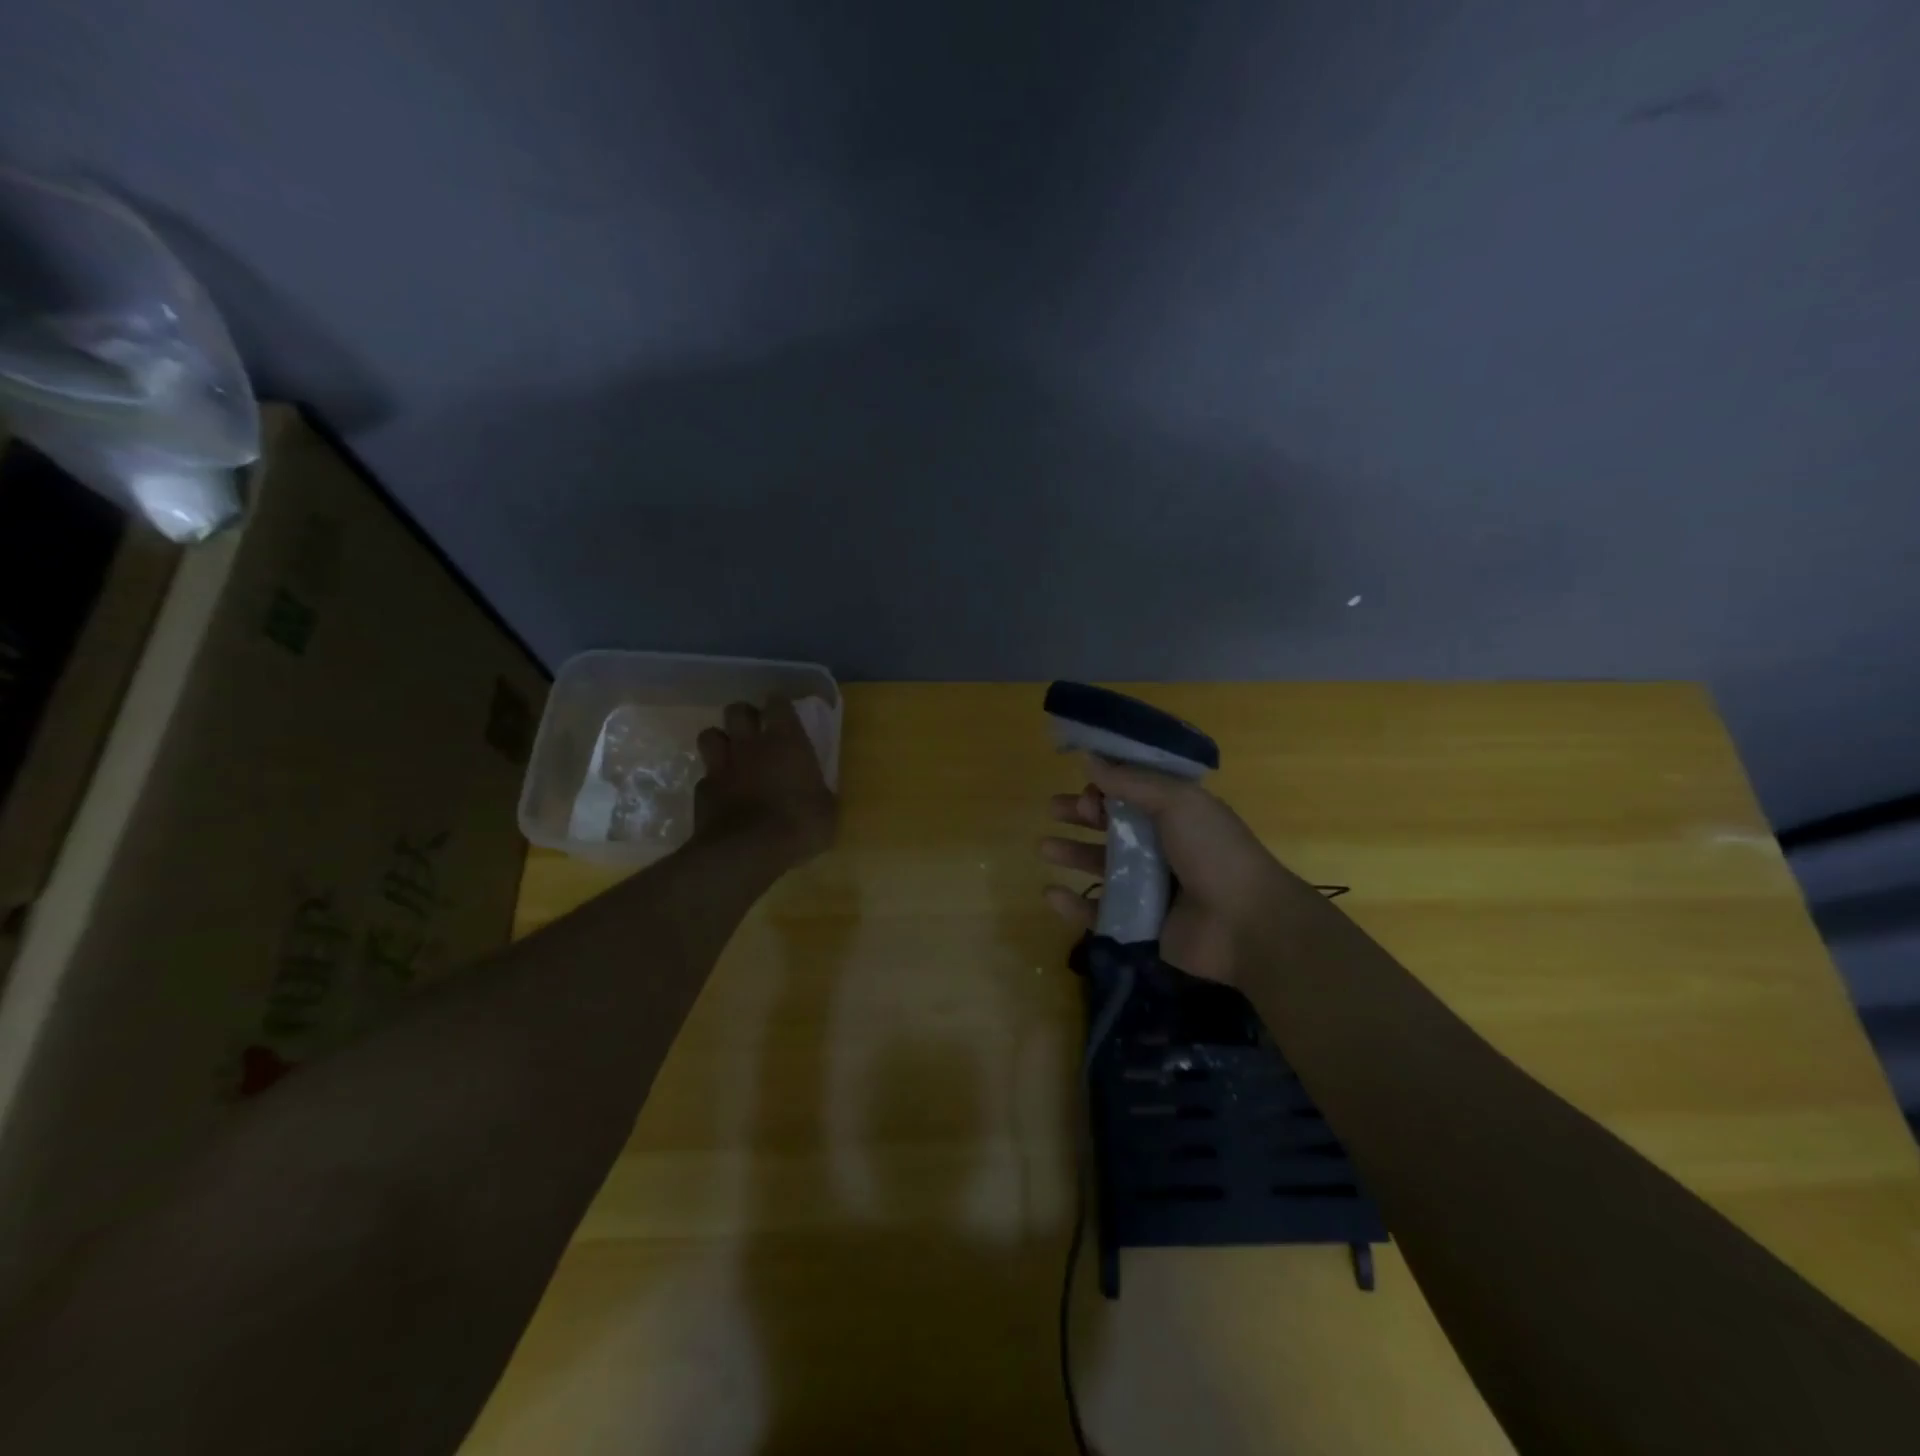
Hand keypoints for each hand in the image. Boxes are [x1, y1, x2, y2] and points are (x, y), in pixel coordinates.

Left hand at [694, 698, 836, 864]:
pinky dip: (713, 782)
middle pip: (737, 710)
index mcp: (786, 740)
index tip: (784, 713)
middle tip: (755, 732)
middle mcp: (750, 744)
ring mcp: (721, 766)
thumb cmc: (798, 824)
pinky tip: (722, 795)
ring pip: (710, 735)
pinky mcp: (702, 791)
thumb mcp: (826, 810)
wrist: (747, 851)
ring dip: (721, 741)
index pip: (778, 703)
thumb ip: (818, 792)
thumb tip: (818, 793)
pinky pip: (705, 776)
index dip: (779, 705)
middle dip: (745, 716)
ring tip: (732, 756)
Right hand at [1041, 757, 1299, 983]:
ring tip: (1043, 847)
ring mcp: (1152, 887)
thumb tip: (1090, 758)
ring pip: (1103, 865)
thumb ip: (1131, 782)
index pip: (1133, 792)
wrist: (1246, 924)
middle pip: (1113, 826)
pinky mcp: (1142, 923)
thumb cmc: (1214, 852)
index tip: (1086, 785)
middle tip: (1054, 809)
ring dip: (1073, 853)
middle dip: (1082, 815)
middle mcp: (1164, 846)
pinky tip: (1050, 894)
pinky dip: (1074, 905)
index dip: (1107, 786)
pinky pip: (1100, 912)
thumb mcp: (1177, 802)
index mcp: (1177, 813)